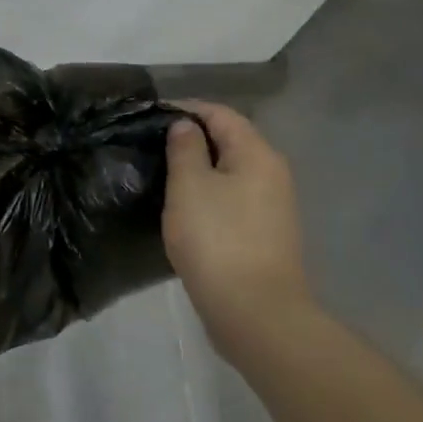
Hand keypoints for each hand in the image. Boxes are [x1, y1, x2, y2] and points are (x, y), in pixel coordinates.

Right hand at [163, 101, 315, 361]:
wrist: (255, 313)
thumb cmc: (217, 239)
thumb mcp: (189, 186)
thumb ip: (185, 148)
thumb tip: (185, 126)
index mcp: (256, 154)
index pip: (220, 114)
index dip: (186, 108)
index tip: (150, 115)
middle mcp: (272, 173)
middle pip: (230, 140)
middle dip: (192, 138)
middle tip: (152, 144)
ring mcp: (272, 206)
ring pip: (230, 171)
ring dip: (199, 167)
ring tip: (162, 172)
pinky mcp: (265, 234)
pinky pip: (233, 198)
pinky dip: (208, 193)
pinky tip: (183, 206)